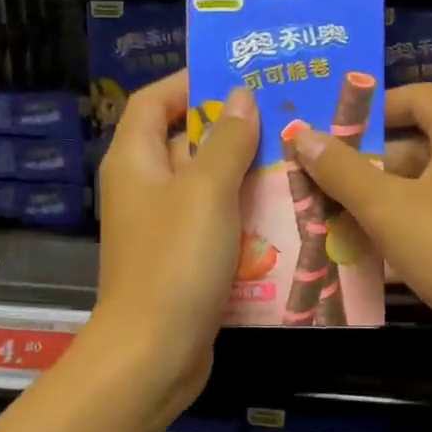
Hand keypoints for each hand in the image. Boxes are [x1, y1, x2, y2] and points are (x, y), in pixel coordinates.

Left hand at [92, 71, 256, 416]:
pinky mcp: (184, 258)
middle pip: (185, 141)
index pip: (154, 101)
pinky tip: (286, 211)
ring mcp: (164, 226)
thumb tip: (240, 96)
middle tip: (286, 117)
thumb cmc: (175, 262)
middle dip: (232, 128)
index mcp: (134, 161)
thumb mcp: (205, 192)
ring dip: (246, 172)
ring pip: (207, 184)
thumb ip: (226, 141)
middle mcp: (144, 187)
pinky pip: (216, 221)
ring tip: (297, 159)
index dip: (191, 83)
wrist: (154, 353)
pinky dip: (245, 213)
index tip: (240, 78)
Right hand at [292, 84, 431, 383]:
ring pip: (419, 191)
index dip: (374, 106)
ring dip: (375, 204)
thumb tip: (302, 134)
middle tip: (318, 182)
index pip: (417, 97)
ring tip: (328, 222)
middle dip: (363, 165)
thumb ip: (342, 170)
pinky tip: (364, 259)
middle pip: (413, 147)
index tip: (334, 129)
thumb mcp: (389, 208)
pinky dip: (400, 233)